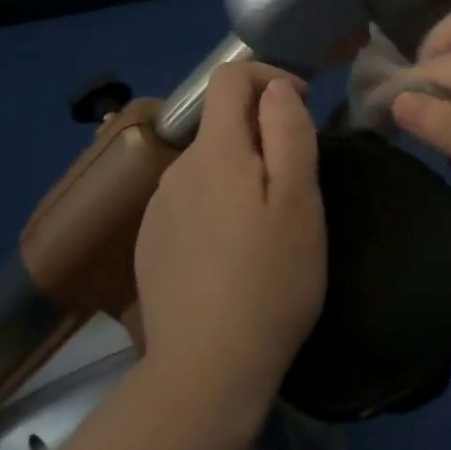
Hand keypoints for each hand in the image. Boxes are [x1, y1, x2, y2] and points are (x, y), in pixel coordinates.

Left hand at [134, 63, 324, 422]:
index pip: (229, 78)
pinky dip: (216, 205)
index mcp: (215, 152)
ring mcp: (157, 208)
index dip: (268, 76)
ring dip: (240, 173)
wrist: (205, 373)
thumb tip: (275, 89)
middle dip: (261, 134)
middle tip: (296, 185)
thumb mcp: (300, 202)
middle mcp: (177, 169)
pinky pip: (189, 200)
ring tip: (267, 225)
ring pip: (207, 165)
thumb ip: (288, 132)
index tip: (299, 107)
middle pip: (221, 124)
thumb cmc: (270, 283)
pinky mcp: (150, 243)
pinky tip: (232, 254)